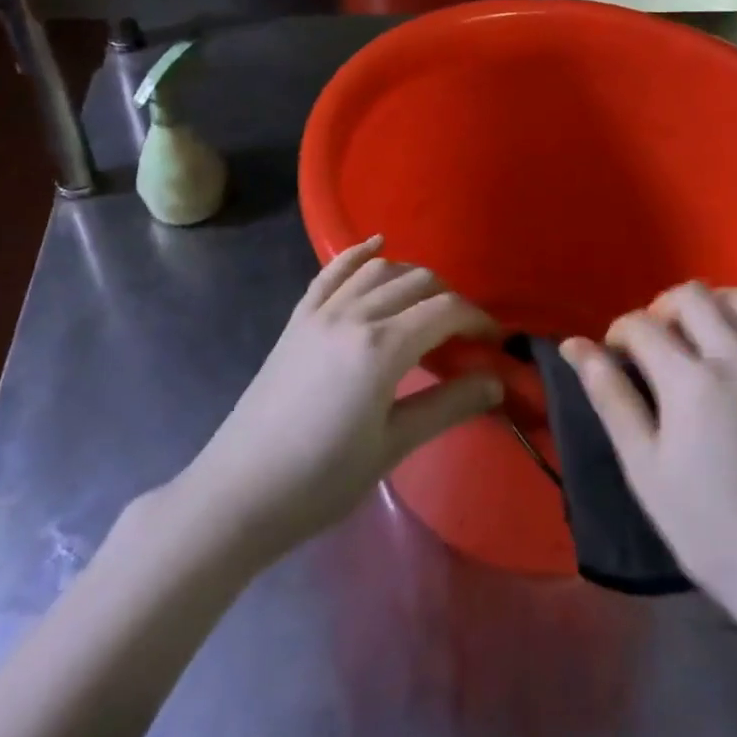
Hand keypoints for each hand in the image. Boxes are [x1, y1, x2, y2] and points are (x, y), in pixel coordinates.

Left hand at [176, 236, 501, 567]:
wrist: (239, 492)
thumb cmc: (322, 478)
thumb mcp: (393, 446)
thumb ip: (448, 405)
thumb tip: (497, 381)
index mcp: (382, 346)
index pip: (445, 310)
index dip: (477, 319)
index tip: (494, 341)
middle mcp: (354, 315)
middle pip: (417, 282)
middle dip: (450, 299)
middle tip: (464, 334)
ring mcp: (321, 312)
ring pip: (379, 271)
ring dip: (412, 276)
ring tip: (430, 302)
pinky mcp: (298, 319)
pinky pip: (332, 272)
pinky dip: (358, 254)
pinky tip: (376, 245)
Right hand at [562, 282, 736, 631]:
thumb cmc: (711, 531)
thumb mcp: (645, 469)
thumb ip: (610, 398)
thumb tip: (574, 345)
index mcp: (690, 381)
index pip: (642, 325)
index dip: (619, 333)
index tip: (616, 356)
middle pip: (693, 296)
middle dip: (662, 309)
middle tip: (657, 344)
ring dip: (715, 305)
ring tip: (704, 335)